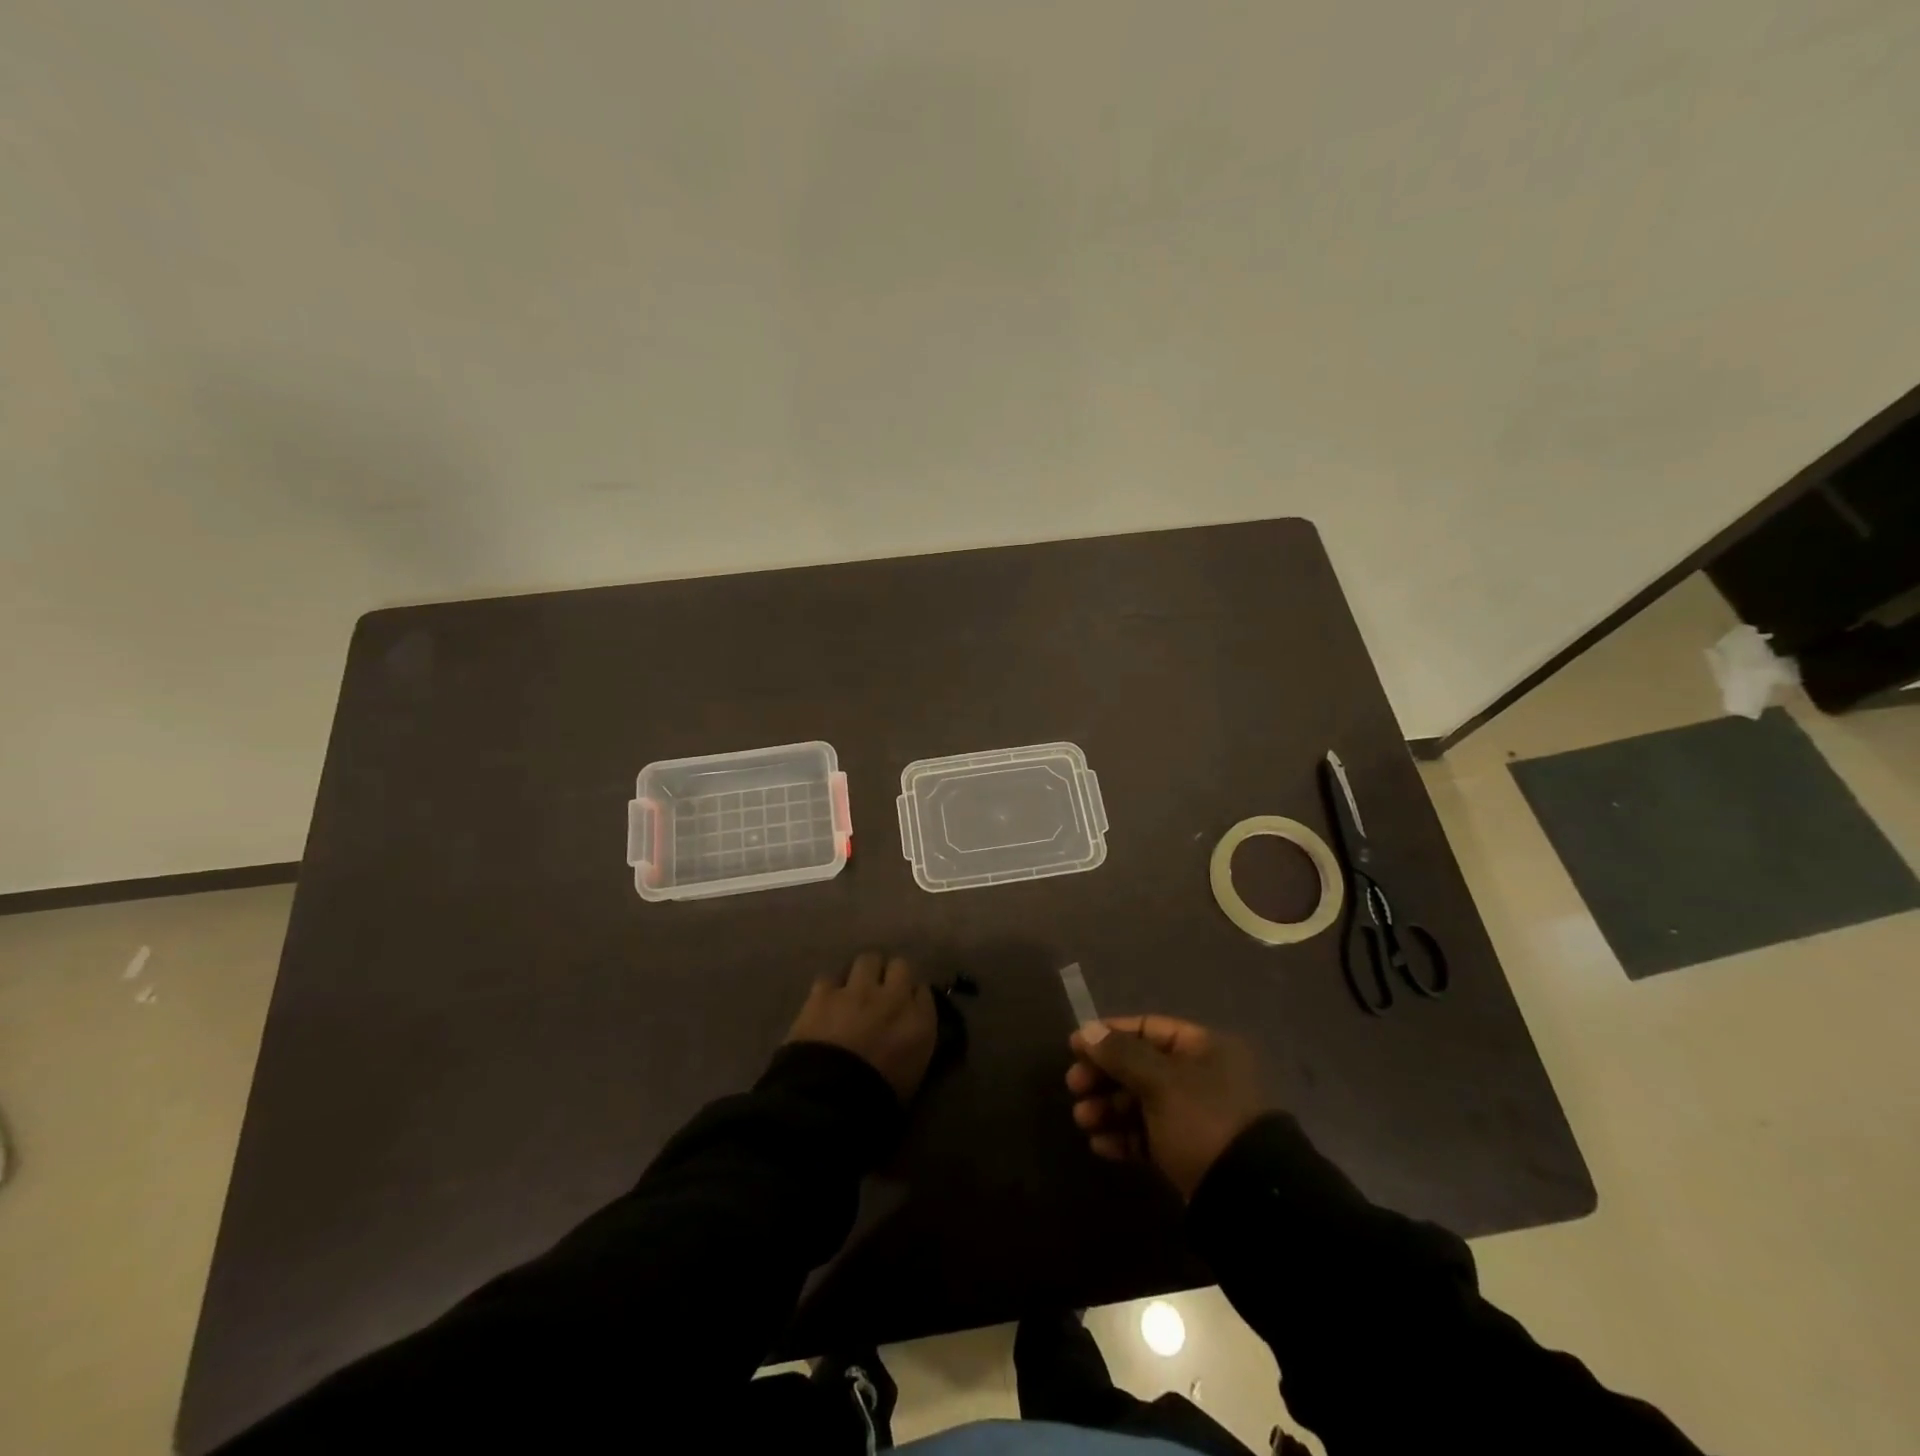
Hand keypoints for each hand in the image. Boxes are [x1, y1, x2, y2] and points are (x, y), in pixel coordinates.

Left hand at [786, 951, 937, 1101]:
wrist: (828, 1100)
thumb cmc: (876, 1099)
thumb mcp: (912, 1075)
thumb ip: (915, 1043)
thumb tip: (910, 1030)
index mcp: (920, 1021)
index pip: (924, 991)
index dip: (913, 996)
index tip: (907, 1006)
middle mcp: (893, 996)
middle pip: (900, 966)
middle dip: (891, 975)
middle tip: (882, 992)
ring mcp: (857, 990)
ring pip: (867, 960)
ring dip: (864, 972)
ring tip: (855, 988)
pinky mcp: (824, 993)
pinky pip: (831, 977)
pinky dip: (830, 988)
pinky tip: (826, 1001)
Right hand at [1066, 1015, 1266, 1199]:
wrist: (1248, 1199)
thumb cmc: (1203, 1121)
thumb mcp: (1160, 1081)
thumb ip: (1120, 1054)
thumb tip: (1087, 1031)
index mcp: (1204, 1048)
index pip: (1148, 1028)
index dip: (1109, 1034)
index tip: (1075, 1047)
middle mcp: (1201, 1076)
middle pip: (1141, 1065)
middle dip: (1104, 1076)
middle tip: (1074, 1087)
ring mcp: (1196, 1116)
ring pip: (1142, 1102)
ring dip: (1109, 1108)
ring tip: (1083, 1120)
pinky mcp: (1189, 1152)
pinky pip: (1149, 1135)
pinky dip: (1124, 1137)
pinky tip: (1101, 1146)